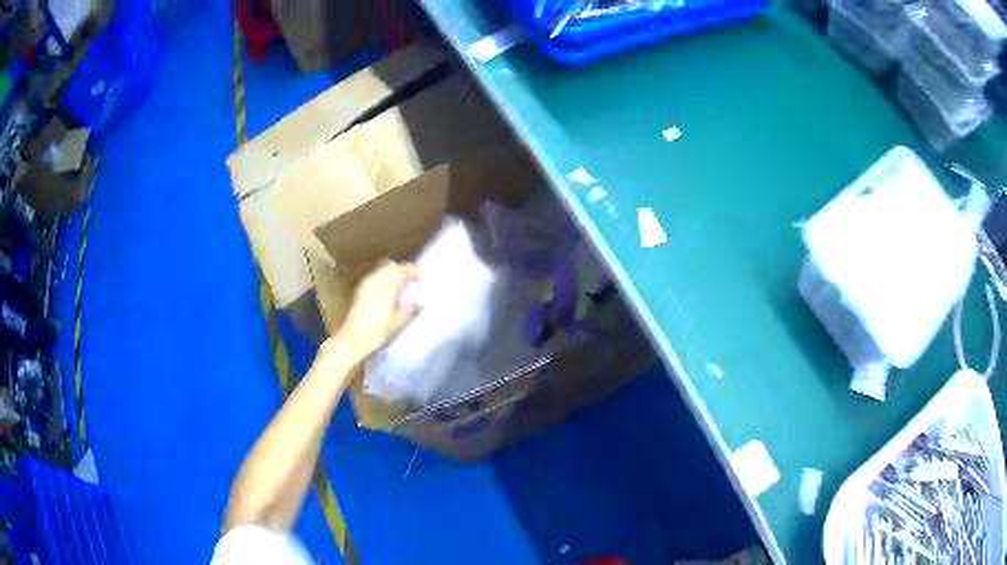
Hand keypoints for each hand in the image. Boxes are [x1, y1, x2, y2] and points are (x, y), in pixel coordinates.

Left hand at [331, 260, 418, 357]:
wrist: (354, 337)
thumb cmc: (378, 329)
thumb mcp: (398, 320)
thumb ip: (409, 309)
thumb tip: (417, 304)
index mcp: (386, 283)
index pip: (402, 268)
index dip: (413, 272)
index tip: (420, 280)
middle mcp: (375, 279)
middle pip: (390, 266)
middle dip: (400, 270)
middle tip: (409, 281)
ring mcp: (365, 284)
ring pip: (380, 271)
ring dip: (390, 276)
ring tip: (398, 289)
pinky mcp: (359, 291)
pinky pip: (373, 279)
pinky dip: (381, 282)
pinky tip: (385, 296)